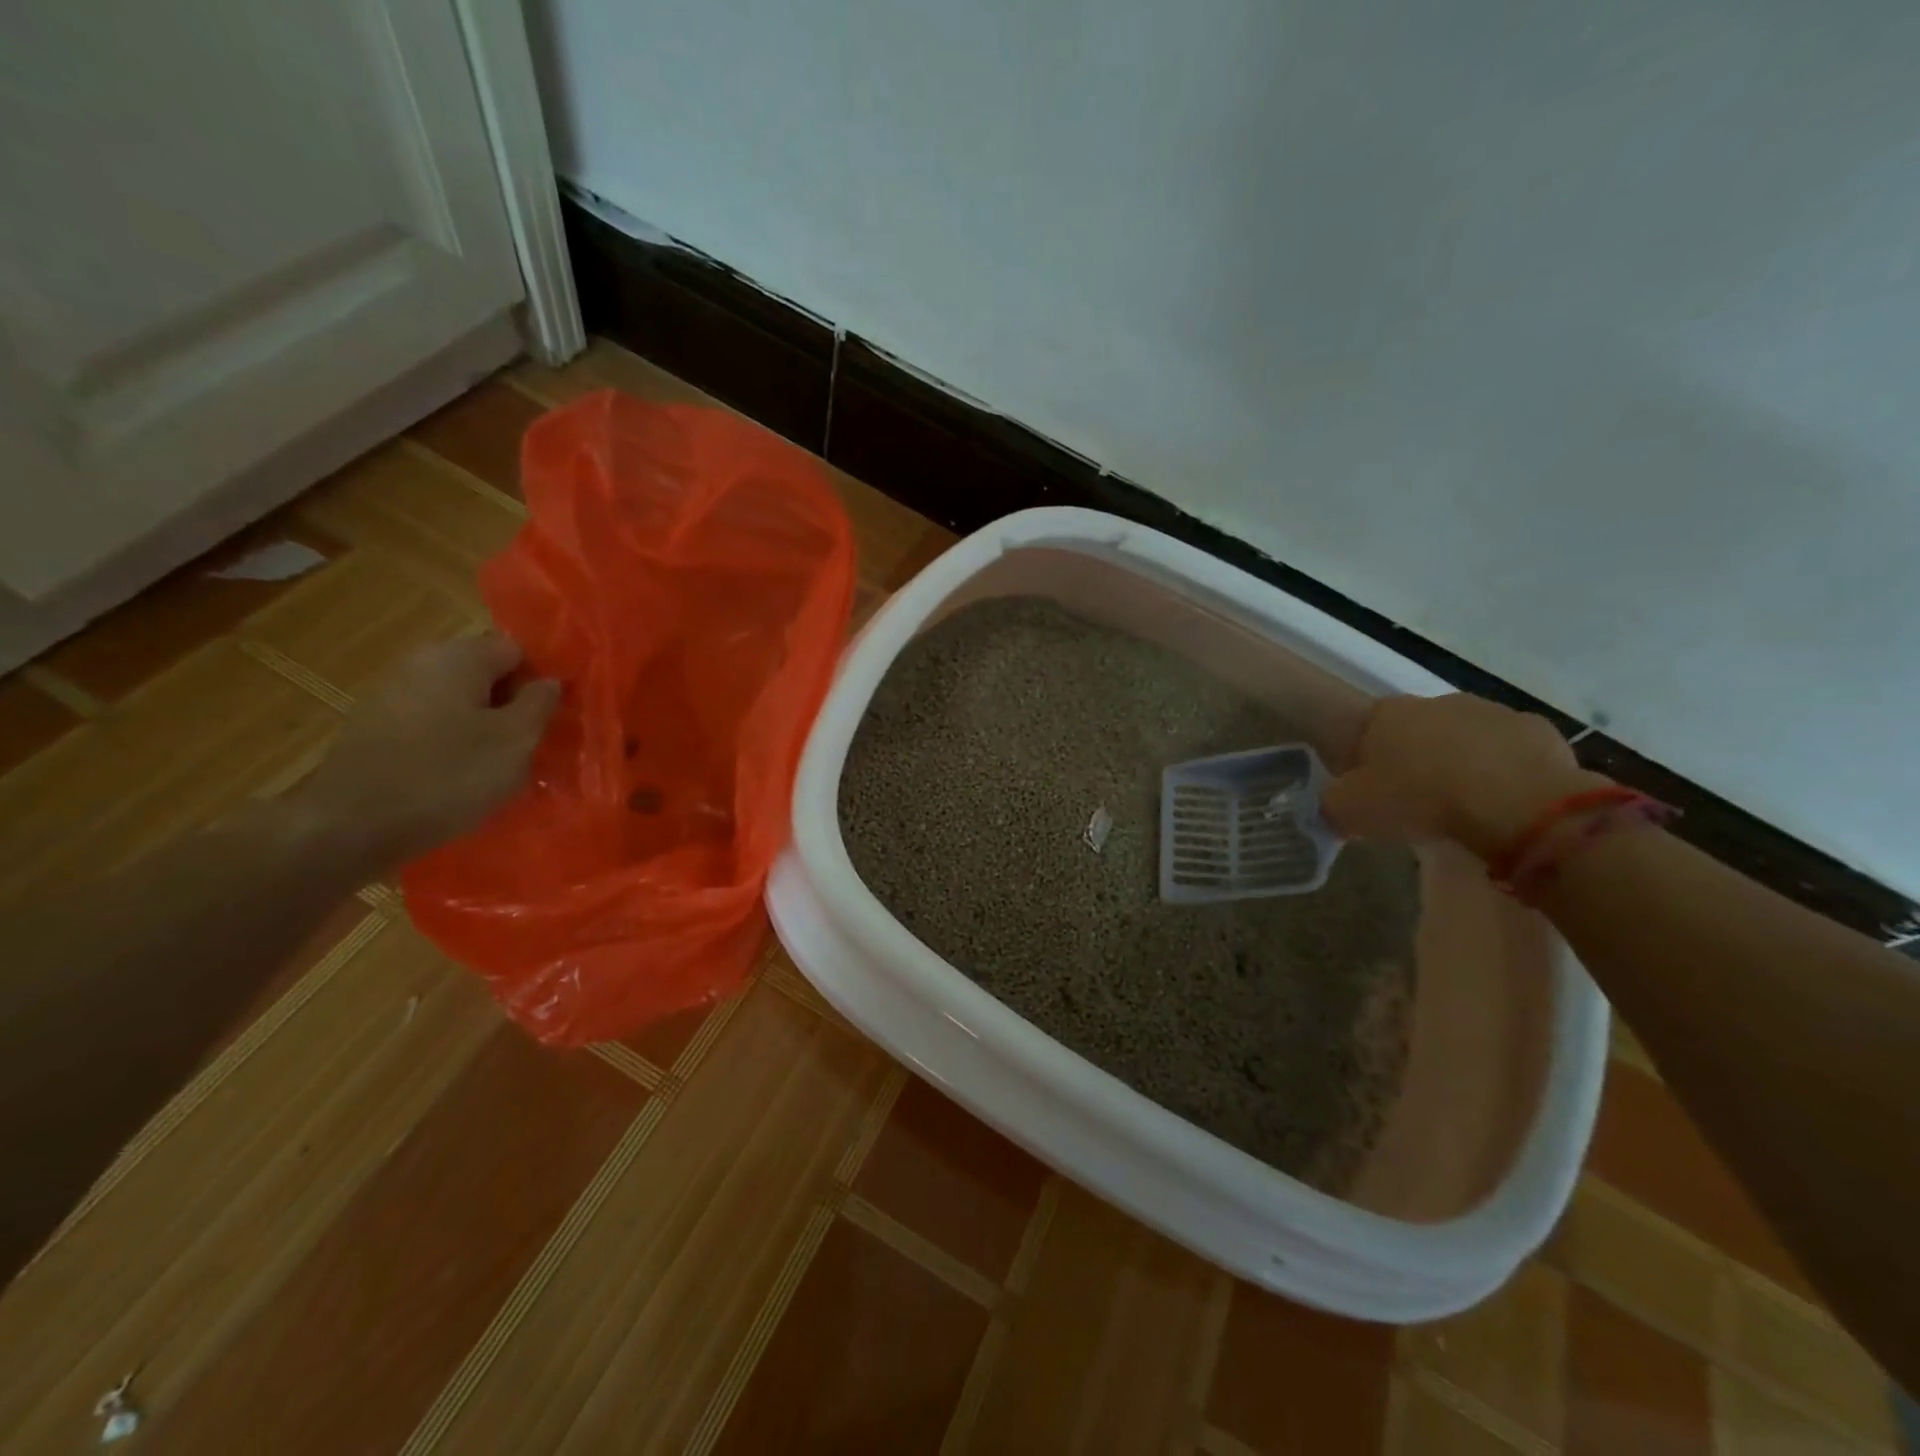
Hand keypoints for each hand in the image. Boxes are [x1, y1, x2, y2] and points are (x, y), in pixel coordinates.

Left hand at [295, 634, 559, 868]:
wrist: (351, 826)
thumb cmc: (449, 775)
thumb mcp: (516, 740)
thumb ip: (540, 703)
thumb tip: (549, 681)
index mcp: (458, 657)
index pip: (517, 650)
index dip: (539, 681)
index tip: (551, 718)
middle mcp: (420, 663)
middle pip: (484, 674)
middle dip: (510, 704)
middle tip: (529, 745)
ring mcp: (390, 694)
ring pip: (457, 701)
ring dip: (481, 727)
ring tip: (496, 766)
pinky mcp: (373, 728)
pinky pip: (430, 725)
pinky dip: (450, 743)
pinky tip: (457, 777)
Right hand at [1321, 693, 1606, 859]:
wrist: (1515, 802)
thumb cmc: (1419, 799)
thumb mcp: (1350, 811)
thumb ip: (1332, 803)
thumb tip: (1335, 804)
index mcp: (1386, 714)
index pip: (1365, 730)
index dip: (1366, 761)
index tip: (1372, 792)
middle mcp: (1436, 702)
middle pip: (1417, 731)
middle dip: (1416, 759)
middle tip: (1417, 801)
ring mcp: (1492, 712)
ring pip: (1466, 738)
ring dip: (1462, 763)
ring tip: (1464, 806)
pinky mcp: (1538, 731)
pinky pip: (1512, 754)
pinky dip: (1506, 773)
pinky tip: (1505, 803)